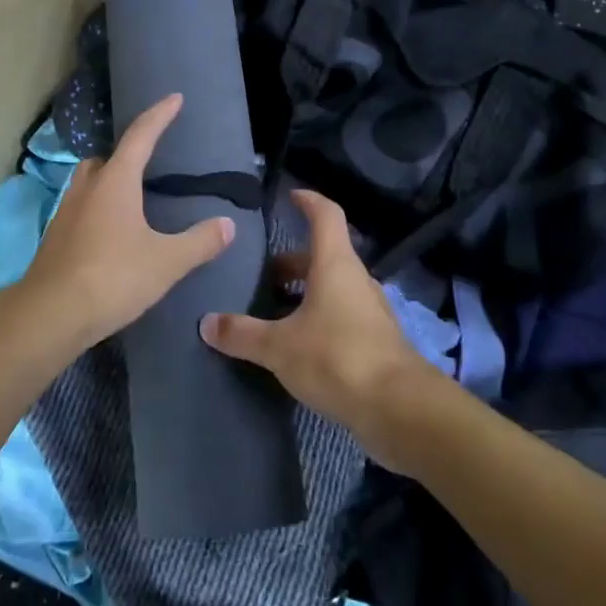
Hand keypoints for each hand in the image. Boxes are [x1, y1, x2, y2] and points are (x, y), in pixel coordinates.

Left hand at [12, 94, 233, 353]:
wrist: (51, 314)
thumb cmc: (113, 277)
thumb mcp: (166, 261)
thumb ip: (199, 242)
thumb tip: (228, 225)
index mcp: (116, 181)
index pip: (141, 136)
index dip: (159, 115)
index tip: (174, 98)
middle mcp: (88, 187)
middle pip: (107, 158)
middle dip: (127, 153)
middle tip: (148, 161)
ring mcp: (66, 212)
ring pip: (89, 183)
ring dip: (109, 182)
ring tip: (132, 199)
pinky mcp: (56, 238)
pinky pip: (81, 209)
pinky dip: (98, 209)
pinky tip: (112, 234)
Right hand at [199, 189, 441, 468]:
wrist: (400, 409)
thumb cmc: (337, 358)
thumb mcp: (279, 347)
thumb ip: (242, 334)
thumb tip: (205, 323)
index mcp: (335, 264)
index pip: (325, 215)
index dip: (308, 201)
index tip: (291, 196)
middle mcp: (356, 280)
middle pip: (324, 255)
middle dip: (293, 261)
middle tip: (263, 274)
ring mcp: (370, 311)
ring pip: (334, 287)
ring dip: (306, 292)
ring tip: (275, 311)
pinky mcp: (377, 341)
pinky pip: (343, 315)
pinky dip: (320, 318)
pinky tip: (299, 344)